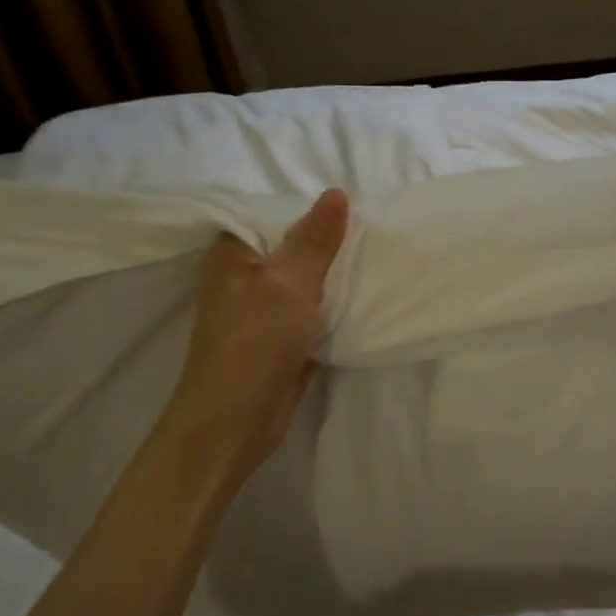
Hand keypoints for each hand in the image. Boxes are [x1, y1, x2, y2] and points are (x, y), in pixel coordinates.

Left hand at [163, 189, 349, 485]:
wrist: (235, 422)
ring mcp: (263, 312)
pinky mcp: (282, 341)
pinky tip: (369, 299)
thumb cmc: (255, 341)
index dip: (312, 210)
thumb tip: (337, 193)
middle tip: (378, 232)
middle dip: (332, 245)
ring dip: (337, 279)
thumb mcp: (289, 282)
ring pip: (308, 284)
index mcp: (234, 252)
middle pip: (295, 249)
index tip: (356, 205)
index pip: (275, 215)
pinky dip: (336, 309)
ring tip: (381, 260)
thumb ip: (315, 240)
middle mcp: (245, 277)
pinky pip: (314, 315)